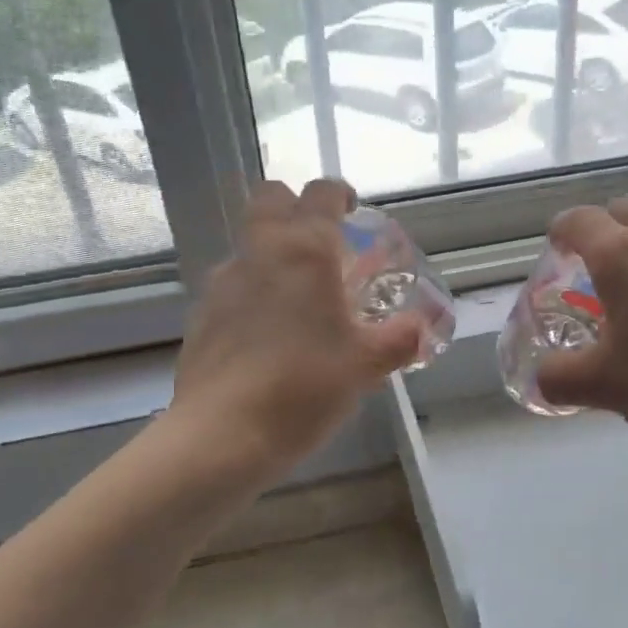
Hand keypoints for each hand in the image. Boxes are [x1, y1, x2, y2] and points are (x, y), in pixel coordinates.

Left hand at [172, 179, 423, 477]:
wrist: (223, 435)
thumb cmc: (305, 388)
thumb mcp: (366, 365)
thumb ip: (401, 338)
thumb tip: (425, 327)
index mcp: (305, 251)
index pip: (321, 193)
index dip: (341, 195)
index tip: (354, 214)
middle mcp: (260, 252)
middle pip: (270, 198)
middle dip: (296, 208)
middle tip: (323, 246)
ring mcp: (224, 281)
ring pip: (250, 243)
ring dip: (275, 253)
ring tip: (301, 301)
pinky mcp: (201, 313)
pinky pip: (233, 284)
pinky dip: (254, 291)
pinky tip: (268, 336)